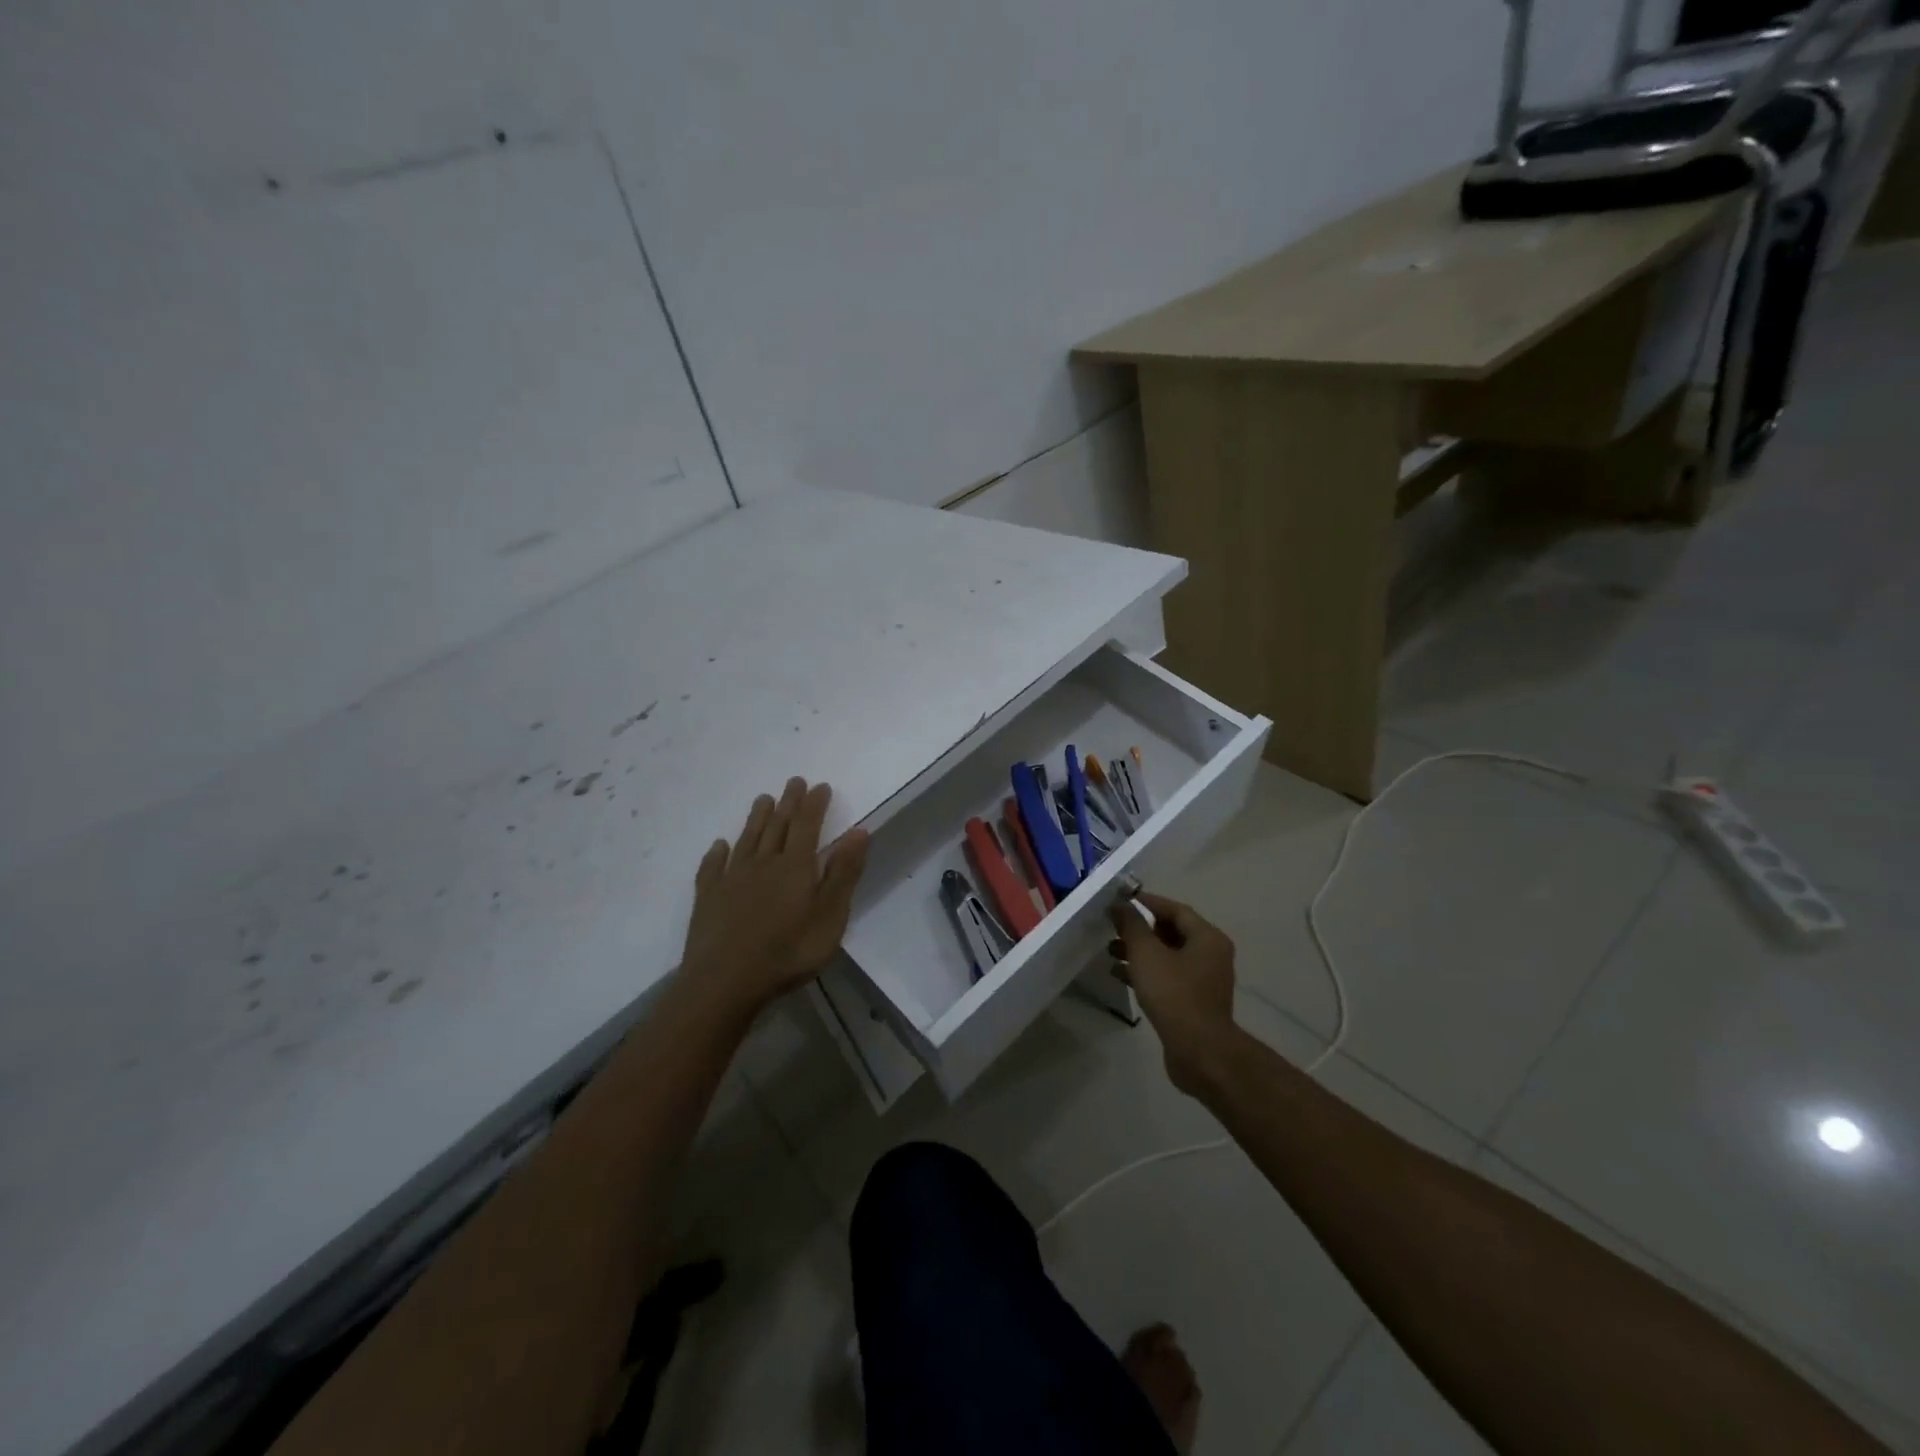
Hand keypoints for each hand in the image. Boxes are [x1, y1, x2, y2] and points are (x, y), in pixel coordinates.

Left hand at [680, 778, 869, 1015]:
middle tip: (794, 782)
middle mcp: (763, 863)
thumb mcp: (830, 916)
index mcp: (795, 866)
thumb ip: (844, 873)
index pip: (807, 825)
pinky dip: (717, 853)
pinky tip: (719, 846)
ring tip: (763, 799)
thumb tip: (859, 831)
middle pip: (777, 826)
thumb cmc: (788, 952)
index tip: (820, 786)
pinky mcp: (708, 898)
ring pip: (747, 840)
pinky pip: (712, 867)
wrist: (725, 981)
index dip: (814, 804)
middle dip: (788, 803)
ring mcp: (731, 879)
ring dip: (756, 818)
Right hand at [1111, 892, 1238, 1095]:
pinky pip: (1167, 977)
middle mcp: (1210, 954)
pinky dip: (1145, 972)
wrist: (1199, 1052)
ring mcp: (1204, 980)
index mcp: (1207, 937)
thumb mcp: (1147, 954)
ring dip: (1139, 952)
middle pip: (1171, 931)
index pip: (1175, 909)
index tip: (1119, 901)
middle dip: (1139, 929)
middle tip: (1112, 927)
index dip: (1146, 902)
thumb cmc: (1174, 994)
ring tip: (1109, 951)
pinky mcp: (1194, 1001)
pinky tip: (1119, 975)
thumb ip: (1132, 924)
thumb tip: (1120, 903)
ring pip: (1167, 955)